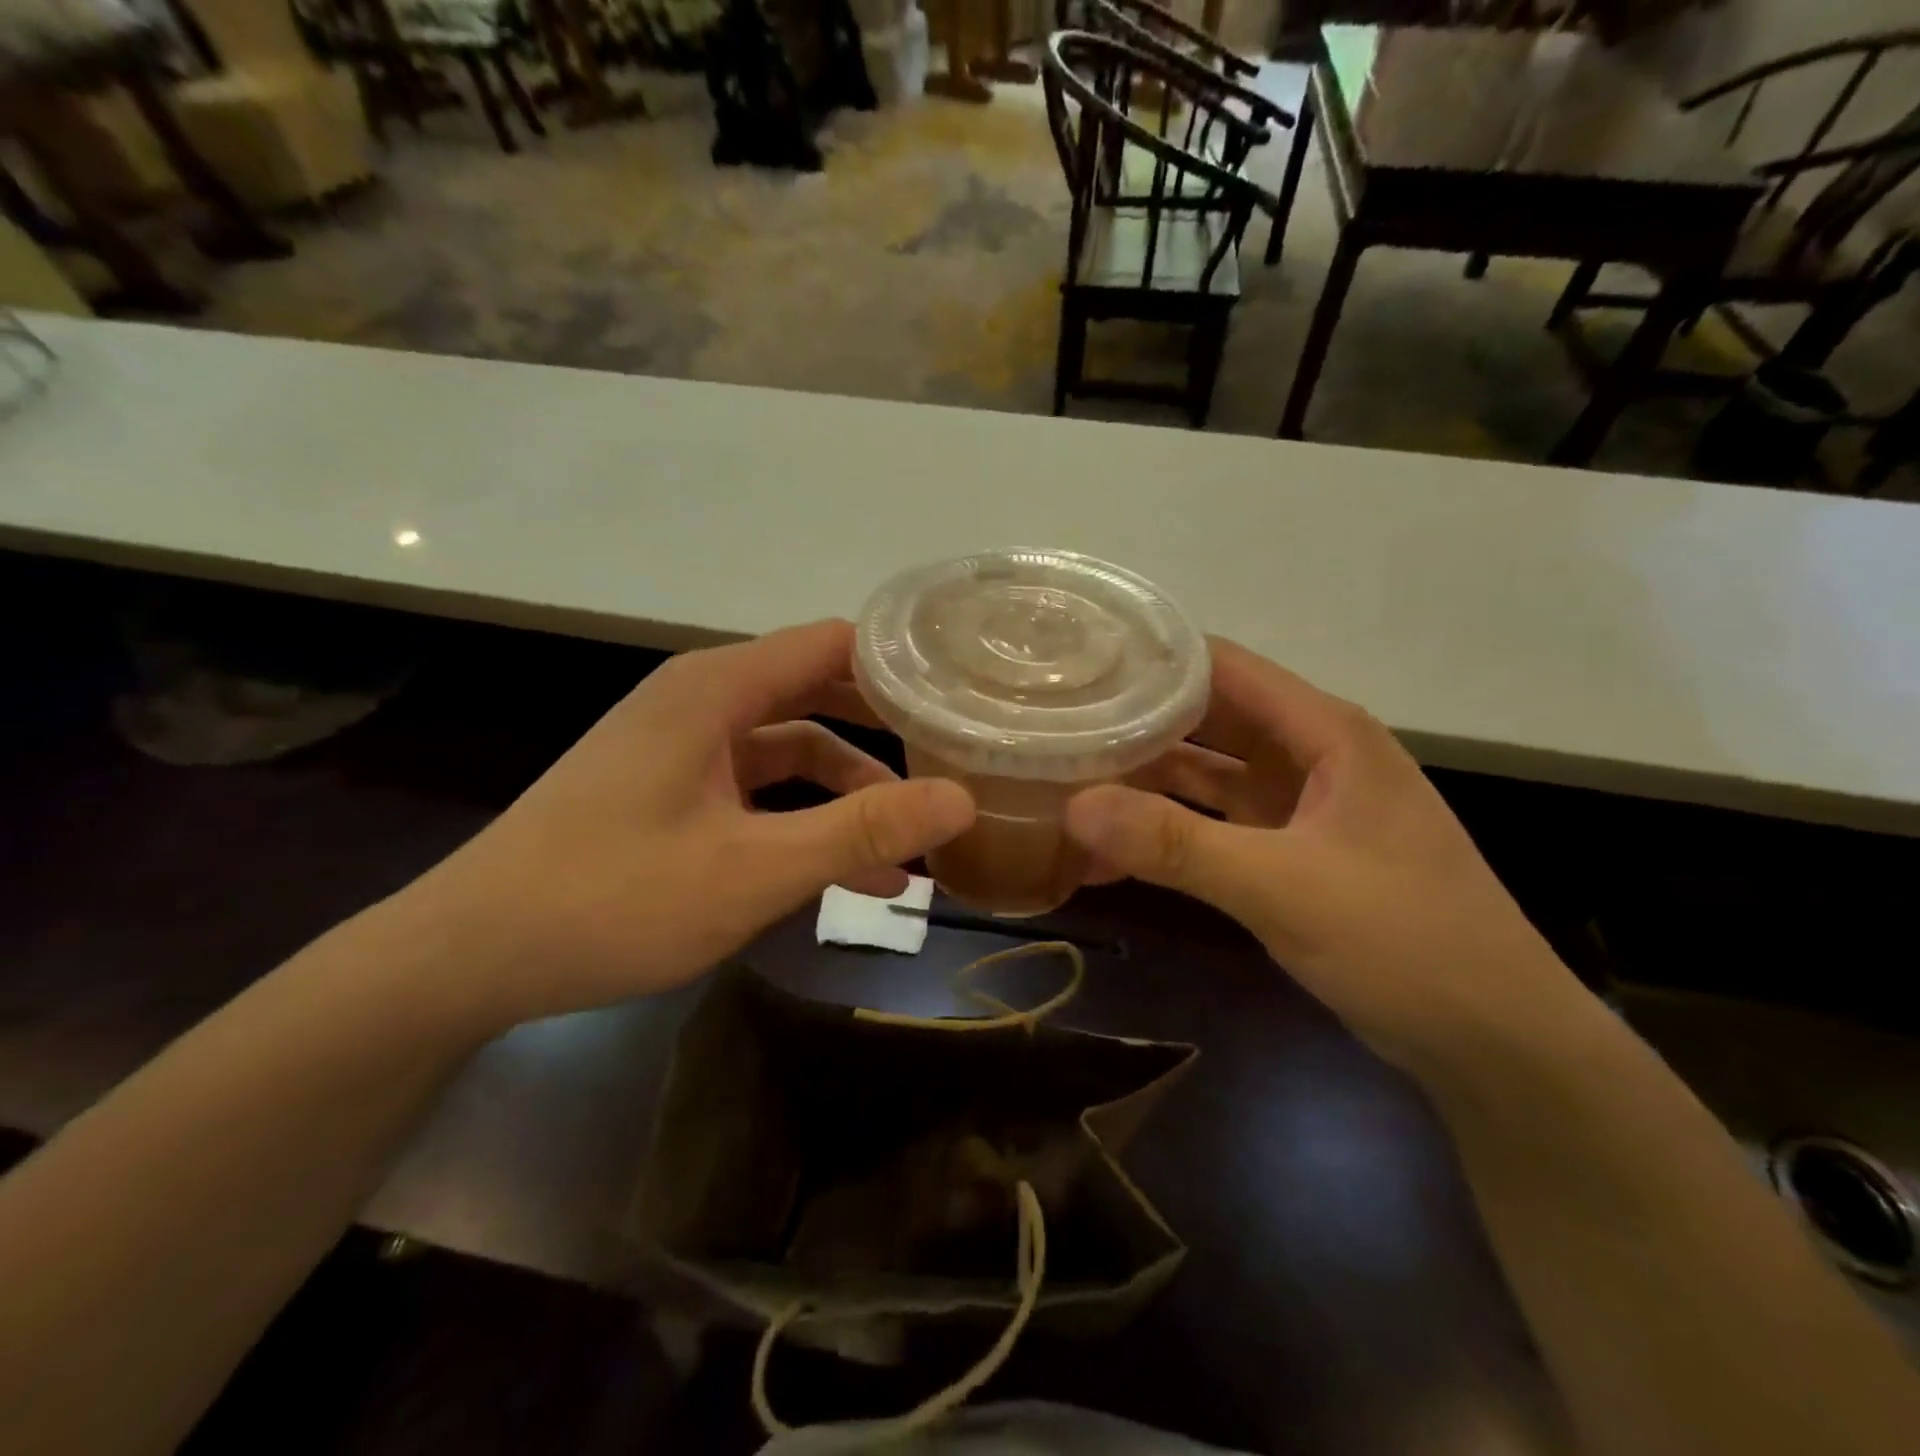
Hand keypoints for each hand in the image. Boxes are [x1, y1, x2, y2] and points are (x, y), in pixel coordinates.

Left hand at [389, 621, 974, 1032]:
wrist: (470, 955)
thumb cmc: (612, 898)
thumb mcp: (753, 869)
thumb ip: (860, 830)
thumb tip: (963, 800)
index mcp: (717, 688)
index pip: (833, 644)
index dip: (901, 664)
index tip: (963, 698)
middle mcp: (702, 700)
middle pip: (819, 692)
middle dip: (887, 731)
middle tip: (956, 762)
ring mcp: (685, 747)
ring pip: (792, 749)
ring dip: (851, 791)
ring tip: (912, 845)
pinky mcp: (673, 790)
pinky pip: (758, 788)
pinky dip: (805, 818)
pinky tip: (846, 872)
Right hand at [1066, 639, 1581, 1070]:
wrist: (1494, 1043)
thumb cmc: (1406, 942)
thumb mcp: (1285, 887)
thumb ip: (1177, 845)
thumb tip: (1074, 807)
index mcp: (1326, 732)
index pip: (1224, 667)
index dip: (1152, 658)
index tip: (1078, 666)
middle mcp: (1310, 755)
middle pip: (1207, 718)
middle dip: (1135, 720)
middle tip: (1055, 723)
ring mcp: (1299, 806)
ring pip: (1206, 774)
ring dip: (1145, 779)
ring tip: (1066, 778)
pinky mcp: (1289, 853)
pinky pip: (1214, 826)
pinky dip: (1167, 830)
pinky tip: (1111, 846)